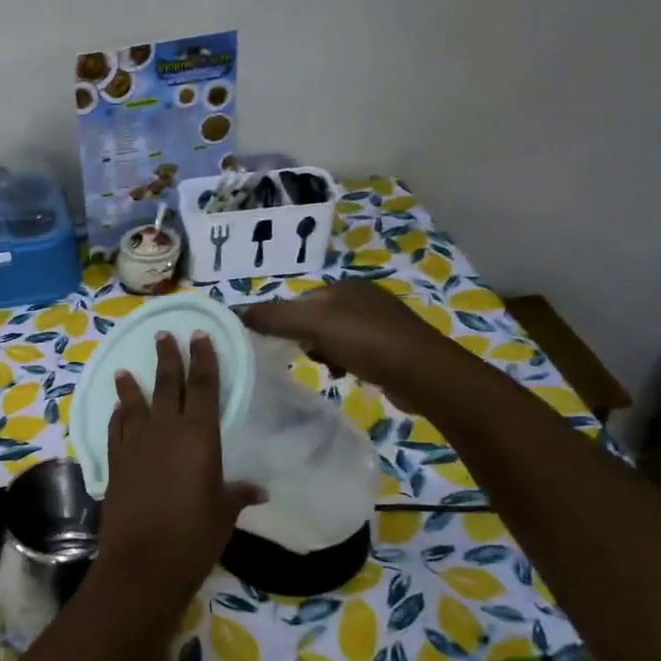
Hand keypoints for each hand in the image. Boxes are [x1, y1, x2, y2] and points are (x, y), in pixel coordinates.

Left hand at [96, 333, 263, 608]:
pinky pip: (115, 429)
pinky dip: (117, 416)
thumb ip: (237, 494)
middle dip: (168, 357)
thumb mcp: (224, 512)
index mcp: (199, 436)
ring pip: (134, 403)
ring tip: (127, 369)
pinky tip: (117, 409)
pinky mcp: (114, 462)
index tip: (199, 336)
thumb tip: (258, 490)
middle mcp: (165, 430)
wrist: (144, 561)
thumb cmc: (194, 536)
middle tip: (164, 335)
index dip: (203, 359)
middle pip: (167, 385)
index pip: (203, 386)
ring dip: (132, 385)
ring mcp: (135, 444)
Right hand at [241, 279, 461, 394]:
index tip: (279, 344)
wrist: (422, 373)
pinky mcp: (394, 347)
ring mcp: (382, 322)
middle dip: (305, 339)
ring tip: (327, 369)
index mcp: (345, 285)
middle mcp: (364, 297)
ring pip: (335, 336)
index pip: (300, 300)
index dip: (285, 322)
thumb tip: (237, 313)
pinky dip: (345, 362)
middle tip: (305, 357)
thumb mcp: (311, 324)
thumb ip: (273, 317)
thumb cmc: (364, 341)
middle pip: (316, 318)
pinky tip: (346, 375)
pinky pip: (355, 351)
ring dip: (324, 353)